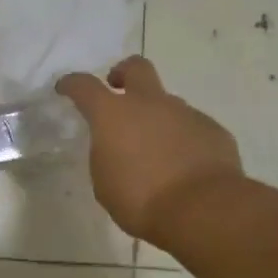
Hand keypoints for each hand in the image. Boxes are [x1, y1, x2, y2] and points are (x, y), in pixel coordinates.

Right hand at [56, 56, 247, 247]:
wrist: (203, 209)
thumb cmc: (141, 199)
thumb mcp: (105, 183)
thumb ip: (107, 155)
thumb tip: (117, 147)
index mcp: (113, 114)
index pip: (84, 86)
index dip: (72, 84)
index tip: (65, 88)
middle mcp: (149, 104)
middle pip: (136, 68)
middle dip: (123, 73)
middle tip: (118, 89)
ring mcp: (185, 113)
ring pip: (167, 103)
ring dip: (157, 118)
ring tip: (156, 150)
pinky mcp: (212, 130)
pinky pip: (191, 127)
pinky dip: (183, 139)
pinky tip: (184, 165)